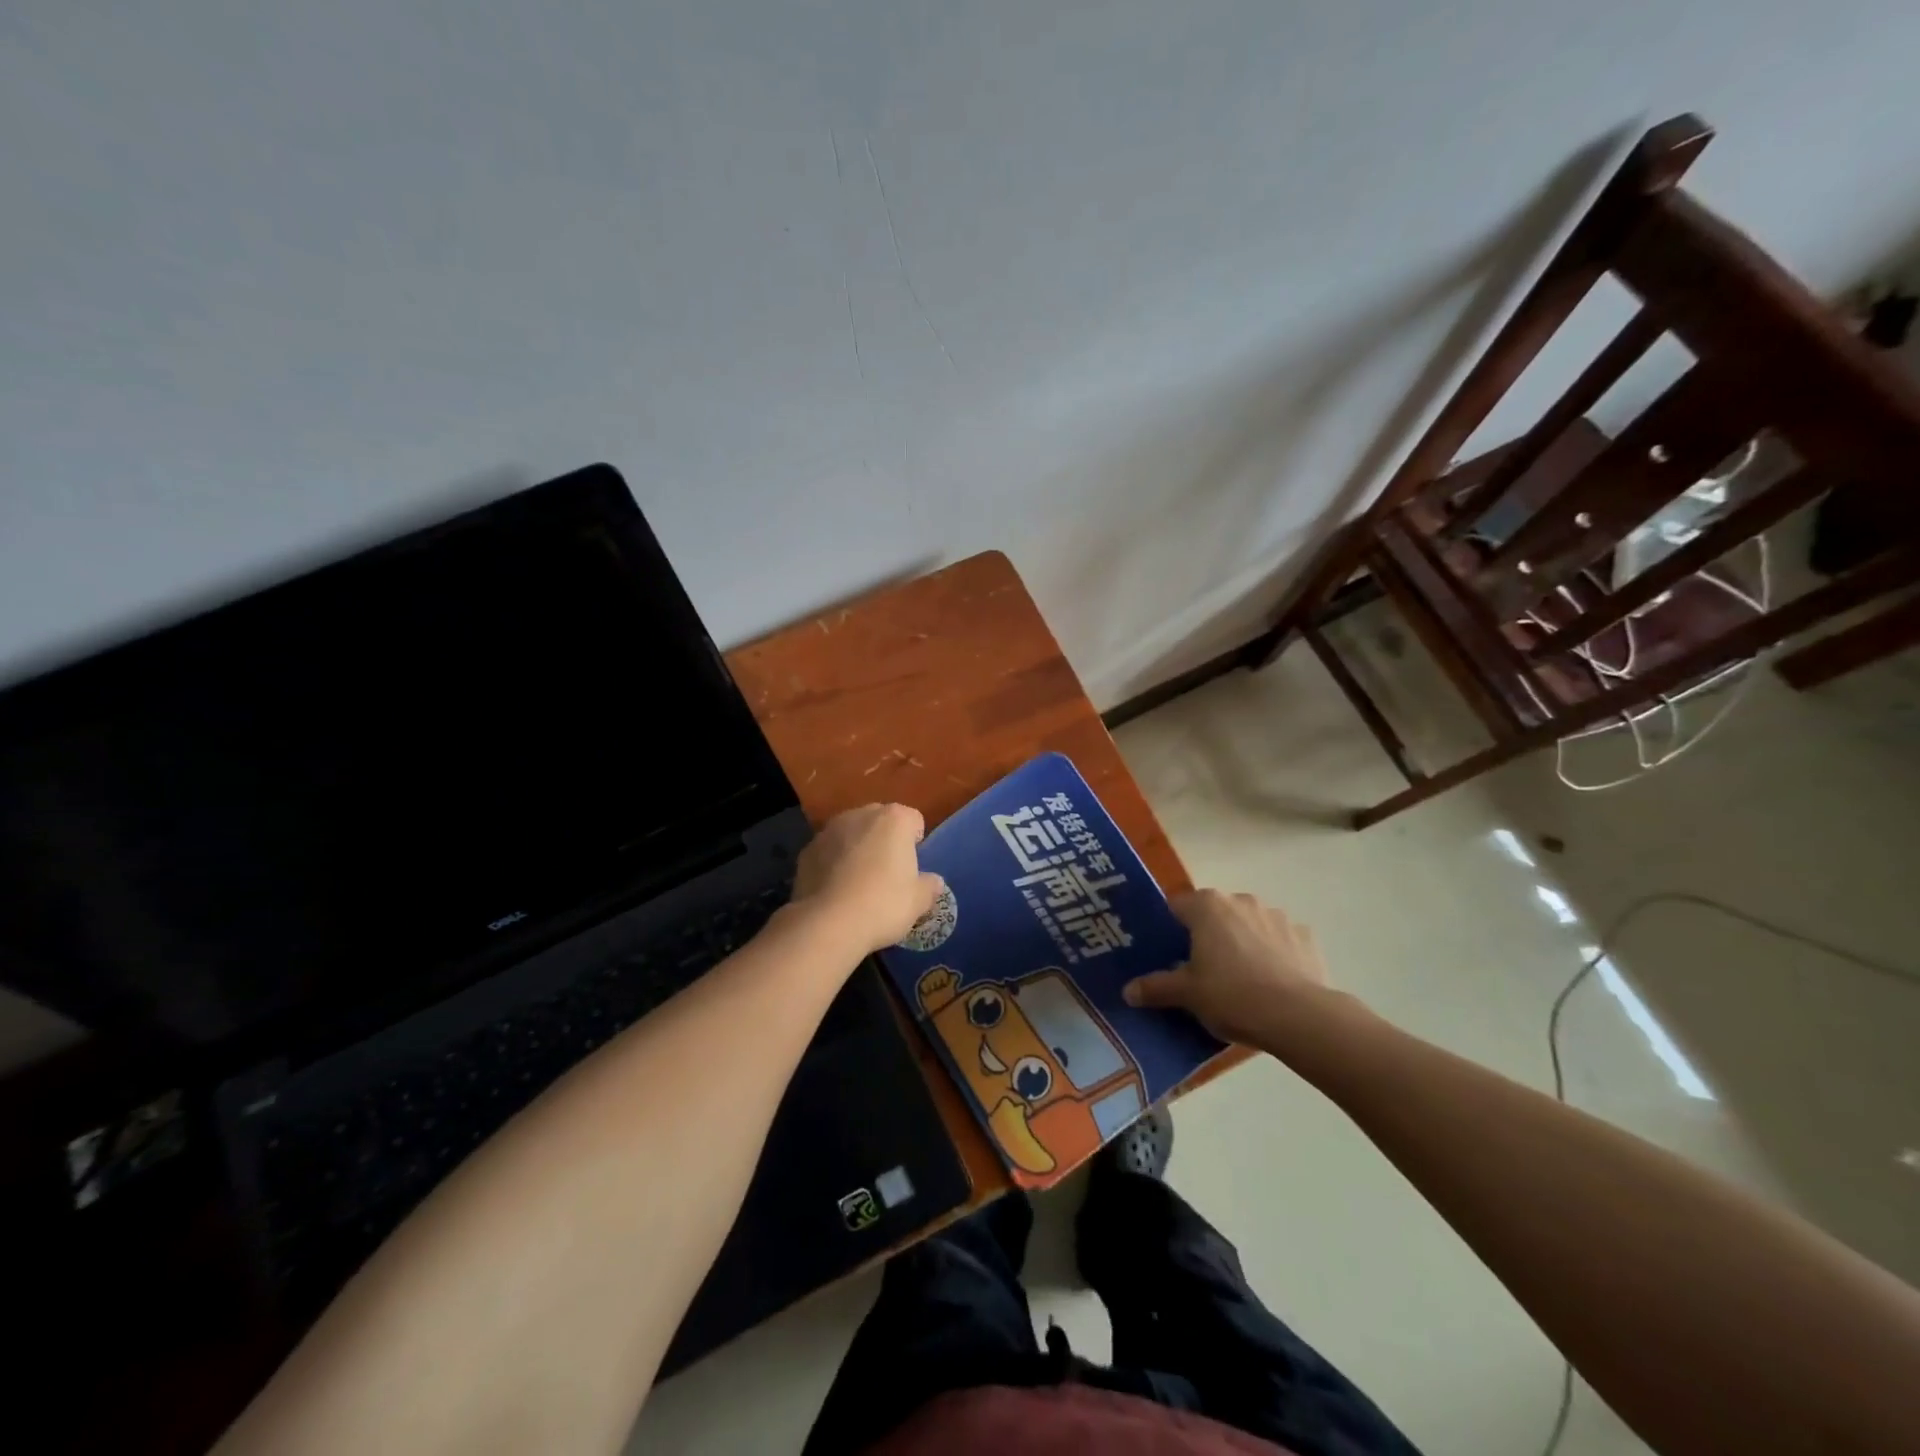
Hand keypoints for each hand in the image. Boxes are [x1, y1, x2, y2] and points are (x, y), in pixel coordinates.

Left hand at [791, 803, 943, 955]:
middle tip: (888, 873)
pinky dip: (833, 863)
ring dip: (857, 849)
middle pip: (880, 821)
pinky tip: (836, 890)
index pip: (913, 820)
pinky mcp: (807, 850)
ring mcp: (829, 830)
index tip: (913, 867)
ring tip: (858, 883)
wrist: (828, 923)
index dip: (916, 842)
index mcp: (894, 820)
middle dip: (885, 840)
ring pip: (851, 834)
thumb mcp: (918, 901)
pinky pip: (828, 852)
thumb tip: (934, 882)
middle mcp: (861, 814)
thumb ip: (929, 886)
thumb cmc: (883, 904)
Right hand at [1124, 889, 1334, 1044]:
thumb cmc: (1232, 996)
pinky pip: (1279, 941)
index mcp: (1207, 906)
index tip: (1168, 952)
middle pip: (1214, 913)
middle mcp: (1240, 900)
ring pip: (1248, 924)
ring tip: (1240, 979)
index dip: (1169, 928)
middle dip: (1207, 935)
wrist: (1299, 1017)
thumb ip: (1155, 988)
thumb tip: (1127, 991)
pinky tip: (1272, 983)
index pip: (1176, 905)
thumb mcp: (1187, 995)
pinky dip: (1273, 954)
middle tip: (1200, 969)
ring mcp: (1276, 916)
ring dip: (1241, 941)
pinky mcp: (1305, 936)